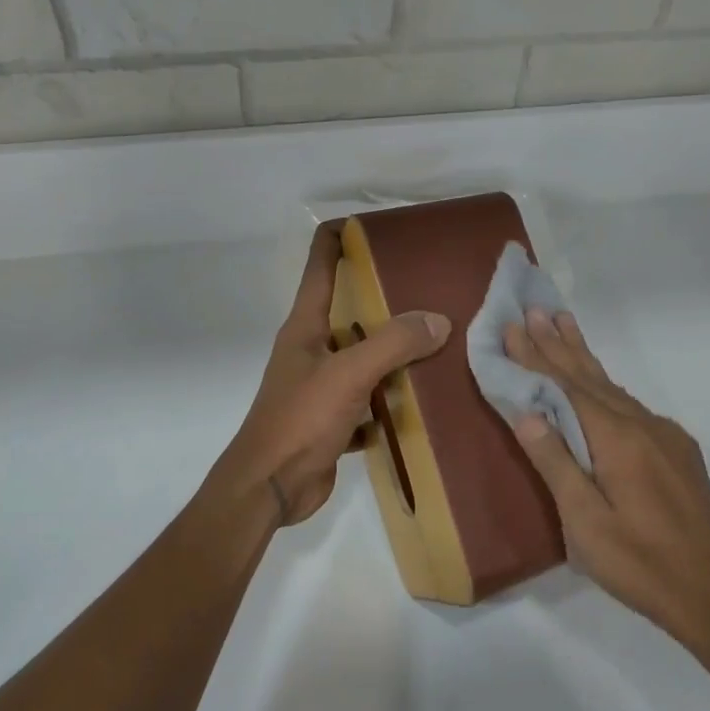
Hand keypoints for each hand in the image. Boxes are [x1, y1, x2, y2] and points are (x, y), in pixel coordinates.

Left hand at [213, 224, 450, 527]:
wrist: (270, 487)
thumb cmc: (300, 420)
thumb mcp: (348, 375)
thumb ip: (392, 344)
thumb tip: (439, 320)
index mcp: (304, 328)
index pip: (319, 268)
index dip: (337, 240)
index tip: (370, 223)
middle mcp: (311, 351)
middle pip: (348, 312)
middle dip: (383, 298)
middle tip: (427, 284)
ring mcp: (321, 387)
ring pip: (362, 358)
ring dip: (392, 352)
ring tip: (436, 339)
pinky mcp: (332, 420)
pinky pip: (369, 401)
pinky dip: (391, 399)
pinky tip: (422, 398)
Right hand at [505, 310, 709, 646]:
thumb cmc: (639, 563)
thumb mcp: (585, 522)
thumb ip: (556, 463)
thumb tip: (526, 411)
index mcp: (617, 439)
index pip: (566, 386)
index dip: (536, 356)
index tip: (513, 324)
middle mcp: (643, 425)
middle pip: (591, 376)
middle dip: (559, 343)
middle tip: (537, 308)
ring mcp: (666, 437)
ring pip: (614, 388)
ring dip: (583, 358)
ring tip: (564, 325)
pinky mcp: (678, 452)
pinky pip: (632, 406)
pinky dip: (605, 386)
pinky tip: (599, 385)